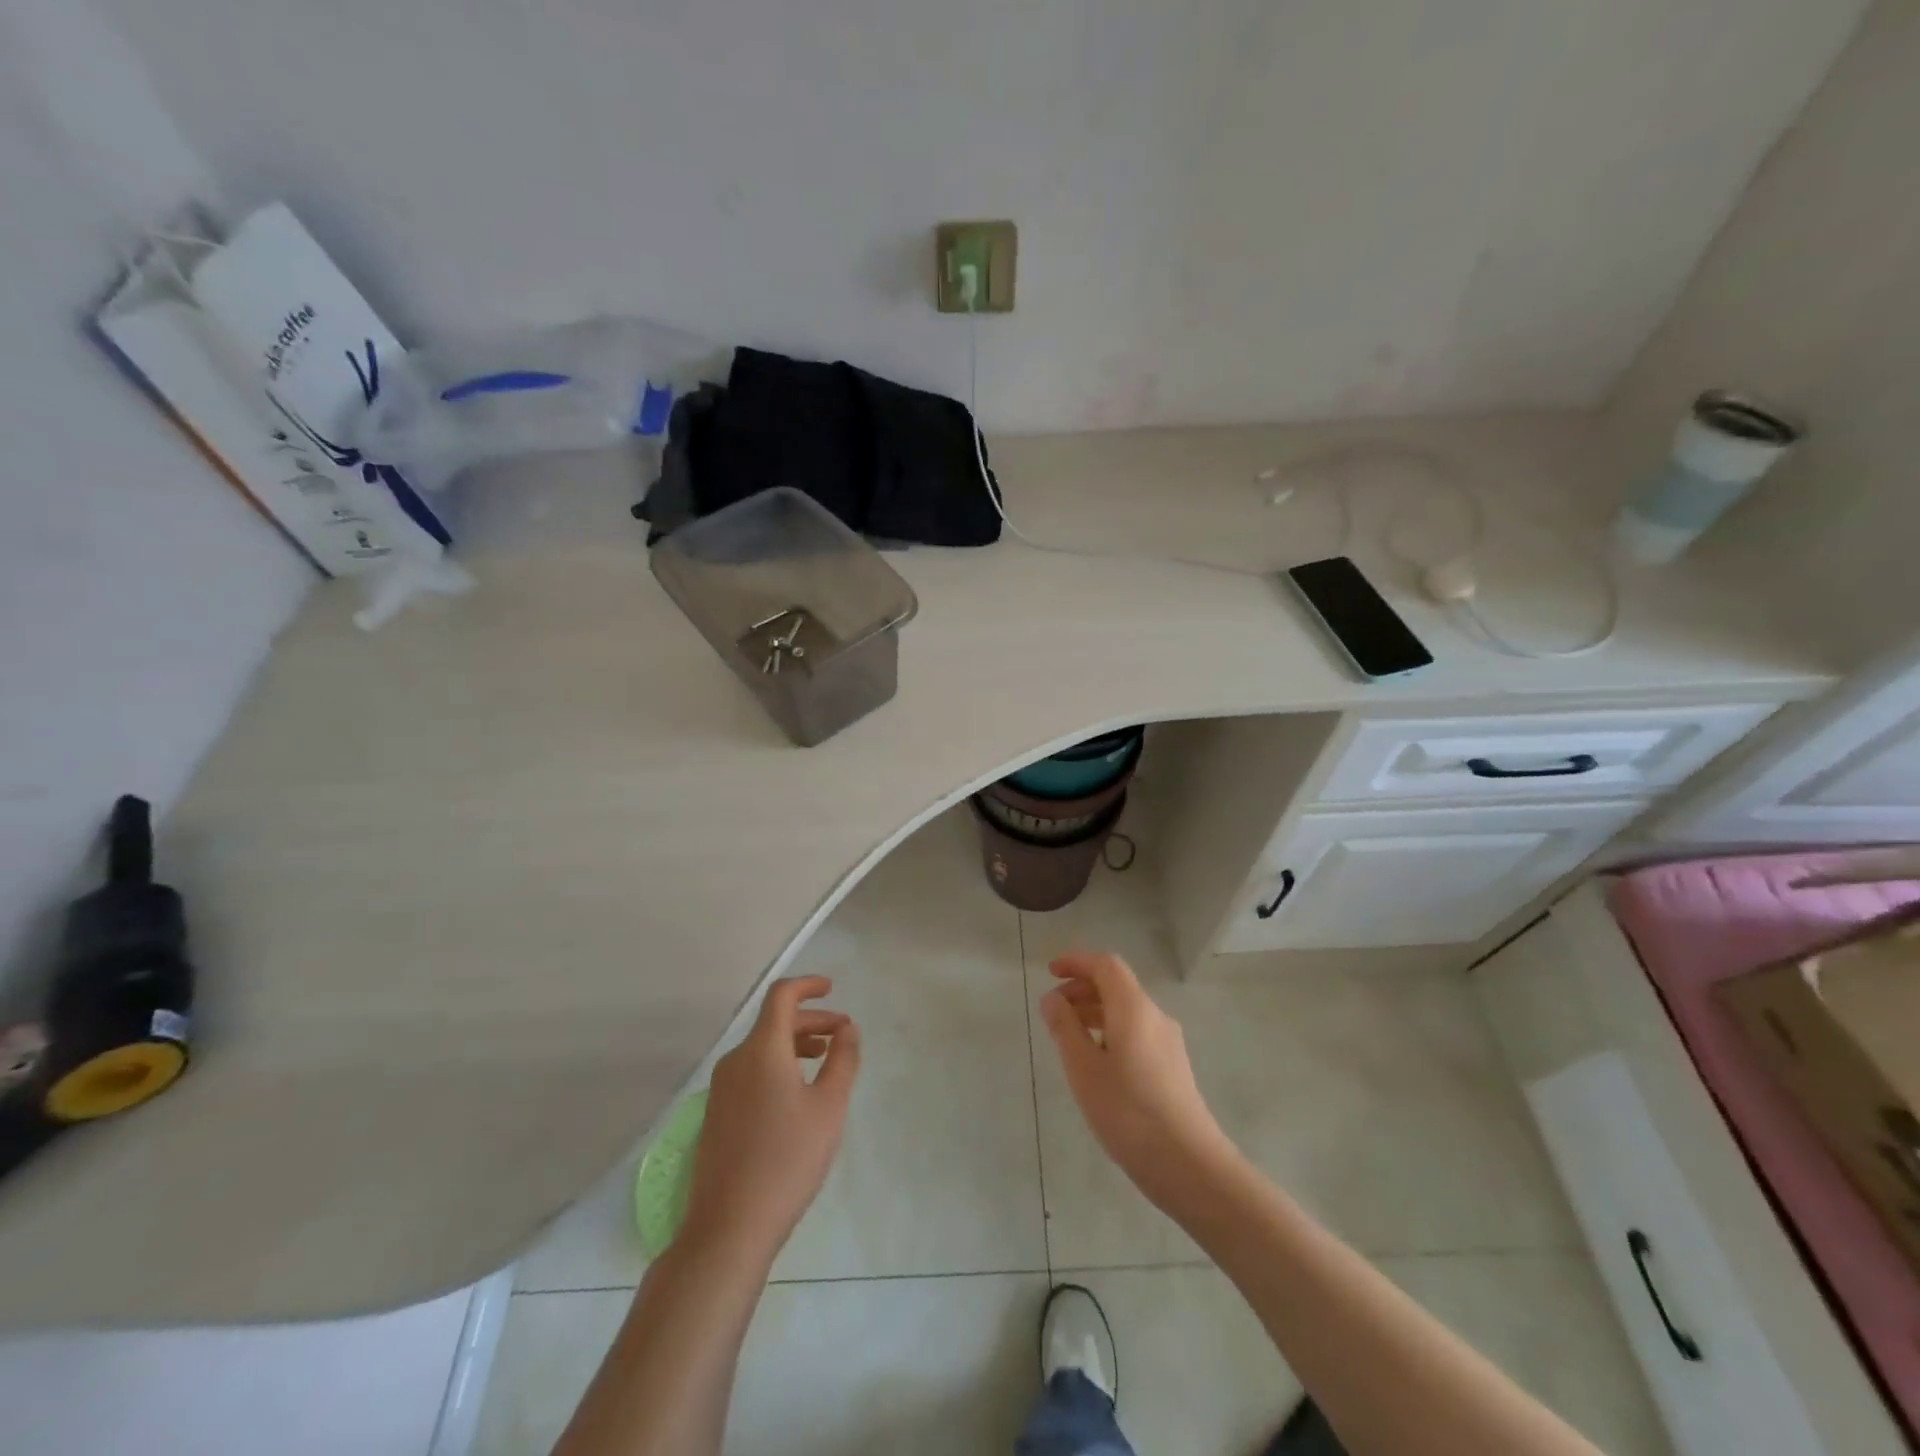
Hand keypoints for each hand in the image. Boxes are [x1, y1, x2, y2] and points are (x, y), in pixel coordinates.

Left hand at [682, 975, 860, 1264]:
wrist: (729, 1227)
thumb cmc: (787, 1160)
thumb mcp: (829, 1107)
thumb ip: (843, 1059)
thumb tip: (847, 1028)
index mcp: (762, 1049)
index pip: (781, 996)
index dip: (807, 986)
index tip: (832, 988)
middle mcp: (736, 1060)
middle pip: (774, 1022)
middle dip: (811, 1020)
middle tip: (843, 1033)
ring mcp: (722, 1089)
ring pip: (762, 1048)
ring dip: (795, 1043)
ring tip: (825, 1060)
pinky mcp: (717, 1114)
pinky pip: (751, 1071)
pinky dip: (778, 1065)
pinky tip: (797, 1092)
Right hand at [1040, 951, 1232, 1209]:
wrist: (1188, 1164)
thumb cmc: (1128, 1111)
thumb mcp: (1084, 1068)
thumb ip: (1065, 1028)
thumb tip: (1052, 998)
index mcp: (1134, 1008)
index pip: (1106, 965)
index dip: (1077, 962)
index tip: (1050, 972)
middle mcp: (1155, 1016)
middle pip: (1117, 986)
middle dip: (1082, 988)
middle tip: (1053, 1009)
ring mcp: (1168, 1042)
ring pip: (1127, 1010)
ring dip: (1095, 1011)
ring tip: (1068, 1037)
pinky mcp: (1173, 1066)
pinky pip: (1136, 1031)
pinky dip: (1110, 1031)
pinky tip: (1096, 1062)